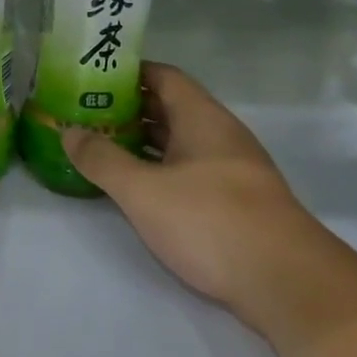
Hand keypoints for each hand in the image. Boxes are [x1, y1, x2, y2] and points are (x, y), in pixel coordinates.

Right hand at [61, 62, 318, 329]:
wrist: (286, 282)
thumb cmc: (210, 220)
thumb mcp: (143, 190)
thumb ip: (102, 159)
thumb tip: (69, 131)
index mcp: (201, 117)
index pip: (164, 76)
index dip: (129, 73)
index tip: (93, 78)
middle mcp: (220, 135)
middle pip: (171, 108)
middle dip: (129, 109)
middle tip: (87, 115)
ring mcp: (232, 169)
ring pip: (180, 142)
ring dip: (144, 142)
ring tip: (102, 148)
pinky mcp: (236, 203)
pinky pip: (190, 171)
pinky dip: (161, 170)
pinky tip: (138, 188)